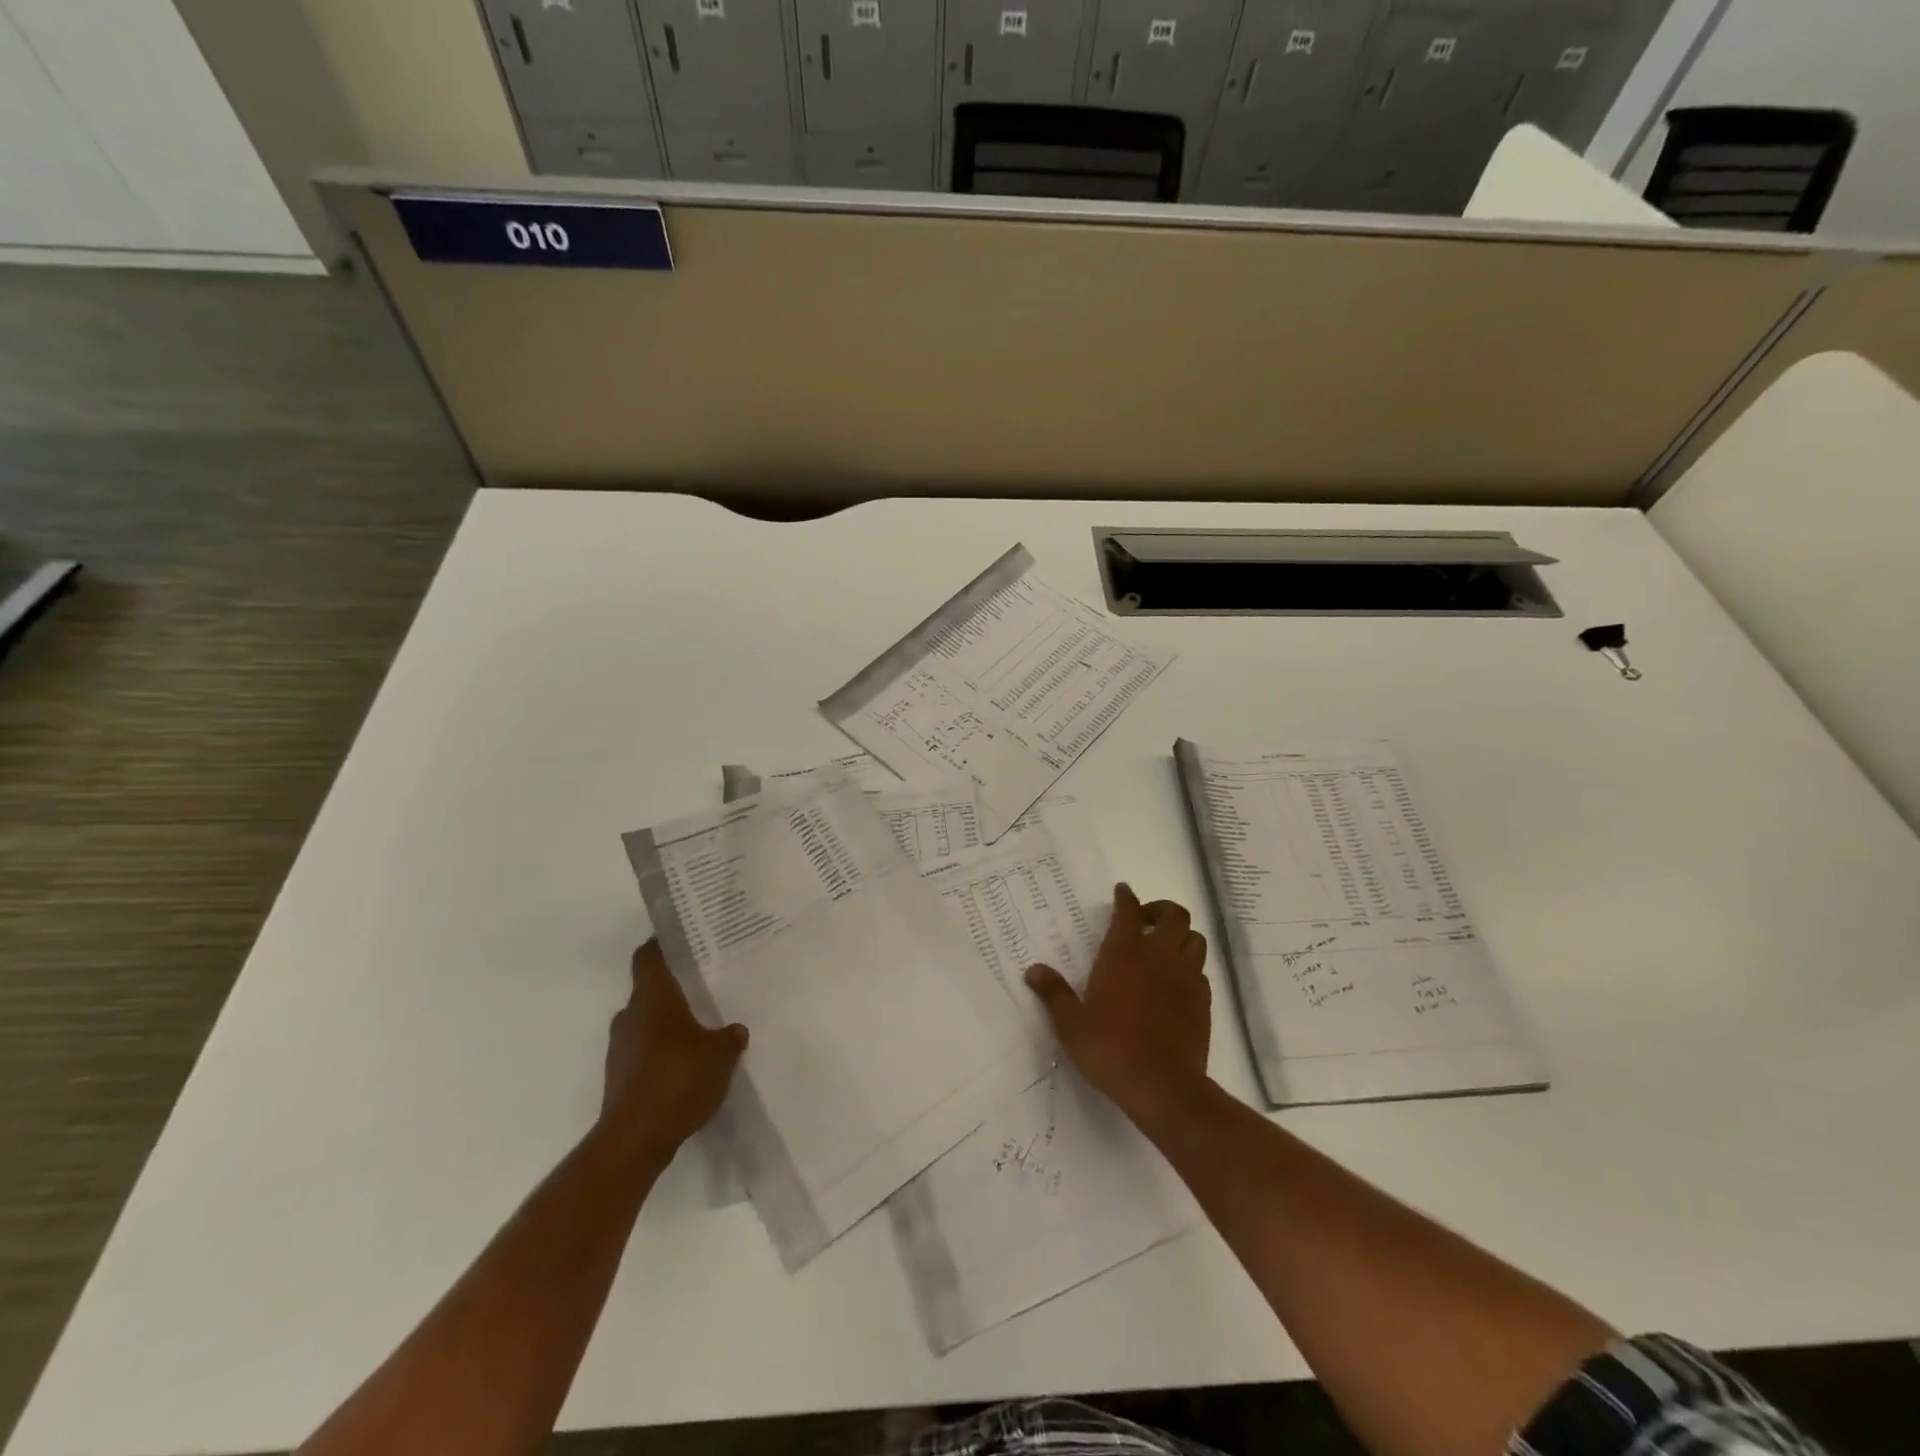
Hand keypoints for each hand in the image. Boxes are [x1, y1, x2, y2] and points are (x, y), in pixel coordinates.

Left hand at [599, 941, 747, 1154]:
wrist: (634, 1140)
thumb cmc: (678, 1079)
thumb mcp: (720, 1055)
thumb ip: (729, 1037)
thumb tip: (735, 1030)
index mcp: (652, 998)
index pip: (649, 956)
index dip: (662, 944)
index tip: (683, 939)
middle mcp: (630, 1016)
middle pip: (649, 989)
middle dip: (674, 988)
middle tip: (705, 985)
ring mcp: (620, 1048)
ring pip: (646, 1022)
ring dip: (668, 1023)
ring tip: (701, 1028)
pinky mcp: (619, 1077)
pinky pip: (643, 1052)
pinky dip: (662, 1052)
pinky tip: (687, 1065)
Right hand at [1024, 884, 1211, 1128]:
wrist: (1163, 1087)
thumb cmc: (1110, 1049)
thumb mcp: (1071, 1024)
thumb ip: (1054, 993)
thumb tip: (1034, 971)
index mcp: (1125, 953)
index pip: (1129, 910)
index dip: (1126, 897)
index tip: (1122, 892)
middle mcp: (1159, 956)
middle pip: (1174, 914)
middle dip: (1160, 910)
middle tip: (1145, 920)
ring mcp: (1186, 977)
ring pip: (1195, 939)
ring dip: (1181, 936)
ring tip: (1165, 948)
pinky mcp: (1203, 1001)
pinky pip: (1201, 971)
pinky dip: (1190, 967)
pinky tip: (1176, 983)